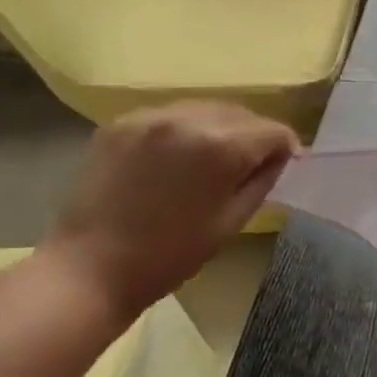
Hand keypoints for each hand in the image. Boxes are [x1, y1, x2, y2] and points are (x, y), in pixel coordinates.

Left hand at [42, 102, 299, 317]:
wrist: (90, 268)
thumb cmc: (171, 254)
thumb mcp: (233, 220)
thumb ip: (262, 179)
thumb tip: (280, 156)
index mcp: (221, 146)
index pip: (273, 130)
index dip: (286, 148)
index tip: (284, 166)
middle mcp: (188, 117)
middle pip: (241, 113)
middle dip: (254, 135)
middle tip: (250, 165)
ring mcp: (150, 116)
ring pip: (206, 108)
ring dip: (220, 128)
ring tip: (212, 159)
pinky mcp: (121, 122)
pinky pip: (171, 115)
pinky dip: (184, 130)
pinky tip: (176, 158)